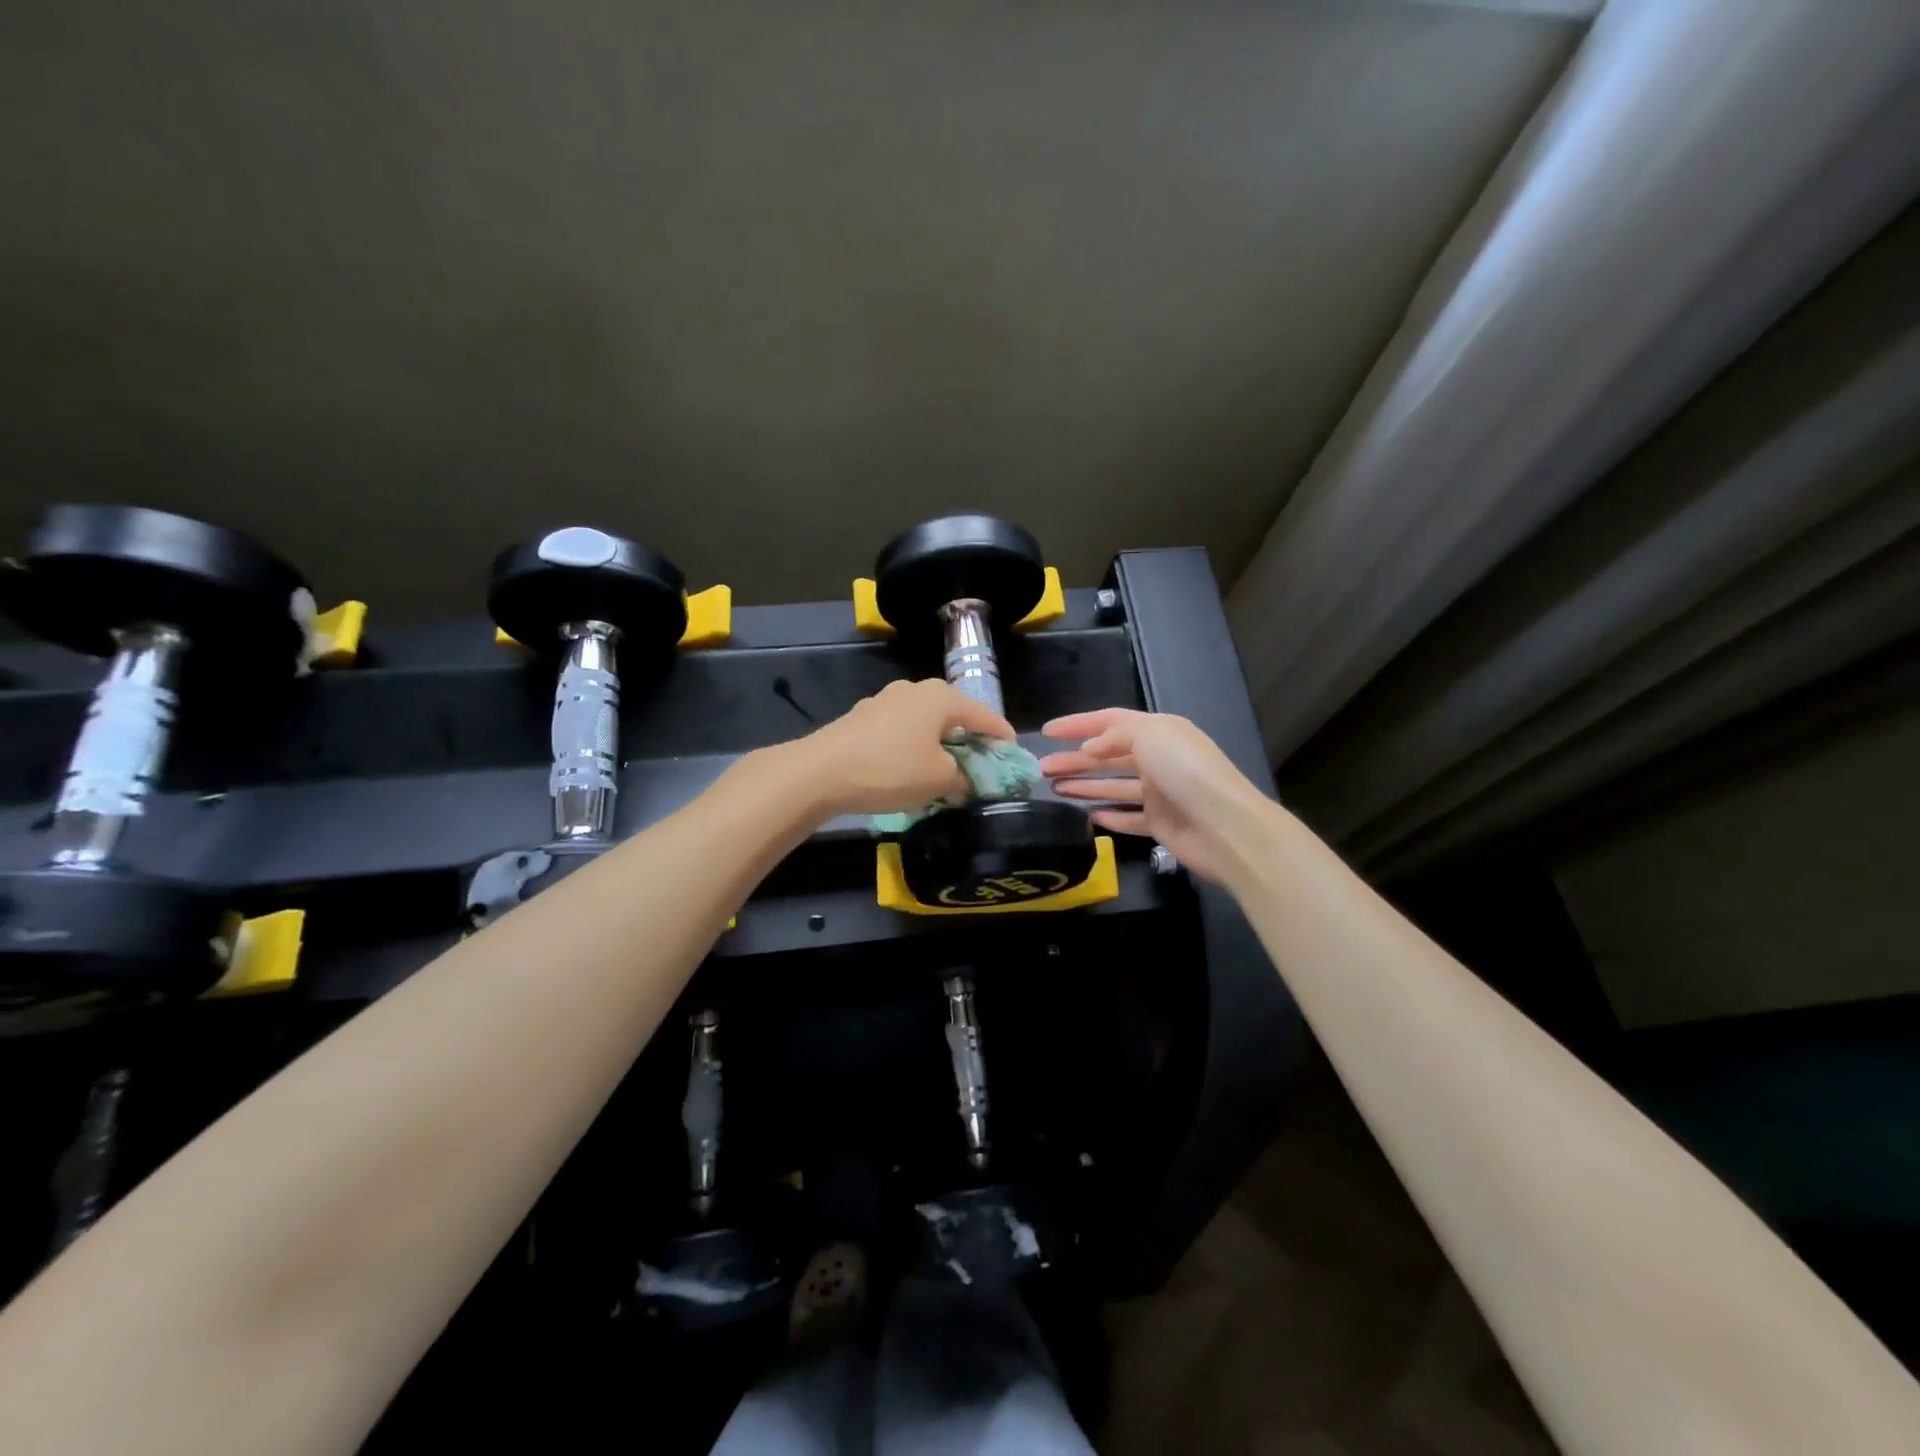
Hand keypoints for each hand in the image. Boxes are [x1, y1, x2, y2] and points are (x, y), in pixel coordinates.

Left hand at [797, 679, 1014, 817]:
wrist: (820, 772)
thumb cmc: (891, 770)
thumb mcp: (939, 780)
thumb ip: (964, 778)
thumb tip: (968, 781)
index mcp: (942, 697)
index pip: (986, 716)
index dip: (1002, 740)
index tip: (1012, 760)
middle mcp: (916, 689)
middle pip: (955, 716)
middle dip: (969, 742)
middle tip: (979, 768)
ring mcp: (886, 700)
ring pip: (926, 723)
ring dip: (939, 745)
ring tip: (944, 772)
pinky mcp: (863, 717)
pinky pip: (901, 731)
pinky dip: (913, 748)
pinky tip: (909, 770)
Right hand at [1039, 709, 1268, 883]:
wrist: (1225, 826)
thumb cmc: (1186, 771)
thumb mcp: (1149, 735)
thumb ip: (1114, 735)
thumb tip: (1089, 749)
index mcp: (1159, 731)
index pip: (1110, 722)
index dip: (1077, 724)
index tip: (1046, 732)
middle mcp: (1159, 759)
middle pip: (1108, 756)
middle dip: (1075, 760)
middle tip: (1042, 768)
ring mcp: (1161, 793)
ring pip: (1114, 786)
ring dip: (1085, 785)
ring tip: (1054, 788)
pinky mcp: (1161, 824)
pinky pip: (1128, 817)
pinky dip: (1108, 815)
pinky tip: (1087, 815)